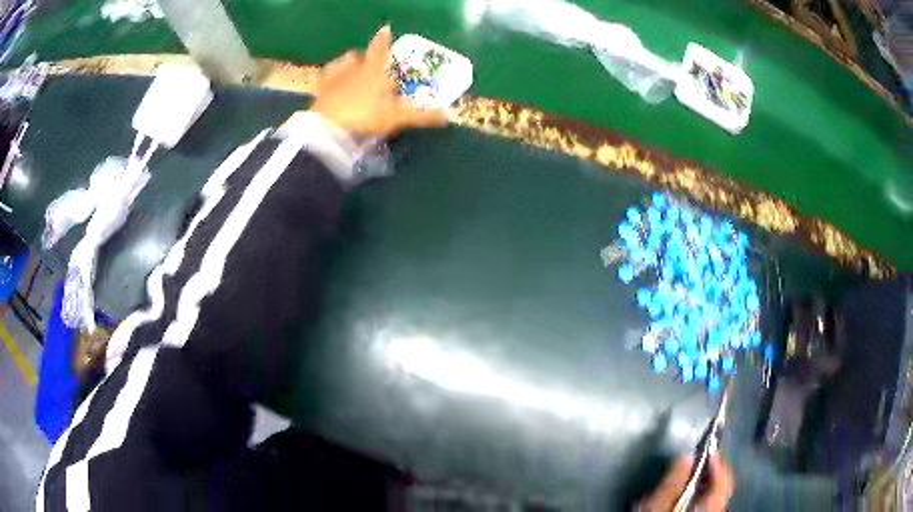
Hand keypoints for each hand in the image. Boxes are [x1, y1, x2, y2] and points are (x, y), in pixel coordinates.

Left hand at [310, 26, 447, 141]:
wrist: (330, 130)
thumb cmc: (366, 117)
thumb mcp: (397, 117)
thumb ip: (421, 115)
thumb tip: (446, 115)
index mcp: (372, 71)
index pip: (379, 49)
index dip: (383, 39)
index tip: (385, 29)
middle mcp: (352, 69)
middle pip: (357, 57)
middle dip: (363, 58)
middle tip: (368, 65)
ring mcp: (333, 79)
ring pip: (340, 65)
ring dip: (346, 65)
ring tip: (349, 72)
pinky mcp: (320, 92)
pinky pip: (324, 79)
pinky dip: (329, 78)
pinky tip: (330, 83)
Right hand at [639, 453, 733, 511]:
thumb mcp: (658, 509)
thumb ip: (672, 484)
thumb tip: (686, 455)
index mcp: (710, 509)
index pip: (724, 483)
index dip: (719, 464)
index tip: (709, 449)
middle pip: (720, 490)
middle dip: (709, 474)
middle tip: (695, 462)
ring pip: (714, 500)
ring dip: (704, 486)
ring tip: (688, 478)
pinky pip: (707, 507)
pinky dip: (700, 498)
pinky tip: (685, 497)